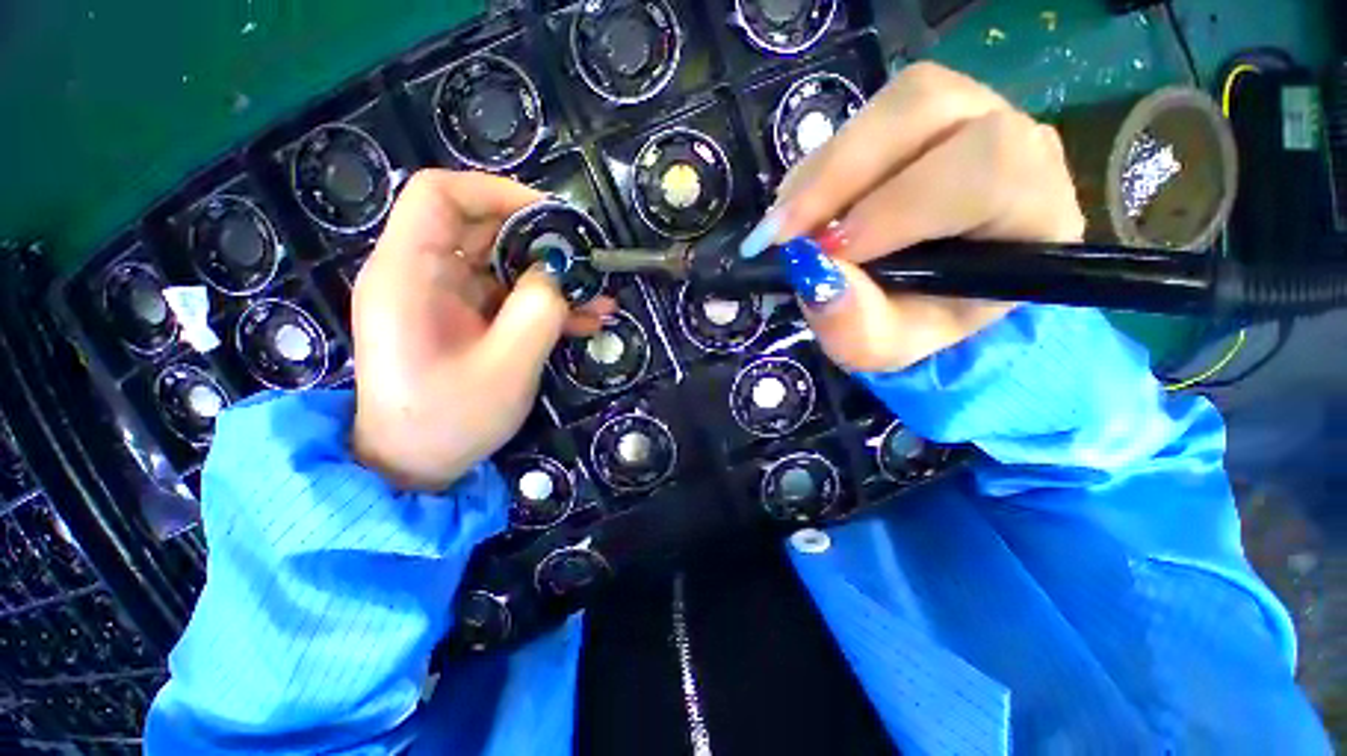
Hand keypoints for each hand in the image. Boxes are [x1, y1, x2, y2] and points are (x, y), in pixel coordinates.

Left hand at [351, 170, 613, 490]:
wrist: (415, 465)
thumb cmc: (451, 420)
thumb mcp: (508, 367)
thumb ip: (538, 311)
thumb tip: (559, 270)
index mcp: (408, 274)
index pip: (440, 195)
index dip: (497, 193)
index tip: (552, 218)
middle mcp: (418, 274)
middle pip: (478, 227)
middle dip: (539, 240)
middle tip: (587, 261)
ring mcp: (441, 298)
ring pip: (500, 264)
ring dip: (550, 277)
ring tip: (599, 299)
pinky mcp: (460, 318)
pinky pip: (504, 296)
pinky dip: (542, 303)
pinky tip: (584, 321)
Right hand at [744, 62, 1084, 372]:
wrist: (926, 299)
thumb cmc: (917, 324)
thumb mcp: (883, 347)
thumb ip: (852, 324)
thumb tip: (807, 269)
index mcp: (1032, 212)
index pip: (986, 170)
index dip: (896, 206)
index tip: (826, 254)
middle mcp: (1013, 142)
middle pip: (929, 108)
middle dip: (839, 176)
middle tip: (781, 235)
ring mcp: (969, 115)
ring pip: (892, 104)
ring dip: (821, 172)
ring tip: (785, 228)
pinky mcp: (921, 116)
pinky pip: (862, 119)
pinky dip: (815, 170)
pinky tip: (800, 215)